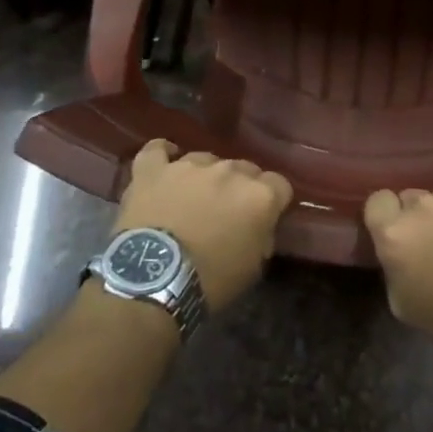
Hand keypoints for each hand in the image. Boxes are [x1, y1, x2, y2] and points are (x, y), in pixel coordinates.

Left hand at [115, 141, 292, 311]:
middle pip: (244, 169)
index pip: (280, 185)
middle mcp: (228, 171)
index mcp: (259, 195)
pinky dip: (163, 155)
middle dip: (240, 188)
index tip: (265, 218)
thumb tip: (260, 227)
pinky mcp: (153, 169)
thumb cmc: (210, 281)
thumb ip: (262, 236)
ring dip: (205, 176)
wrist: (152, 280)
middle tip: (228, 213)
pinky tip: (166, 163)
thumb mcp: (252, 269)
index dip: (274, 201)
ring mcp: (189, 165)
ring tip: (194, 199)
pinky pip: (157, 150)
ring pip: (206, 160)